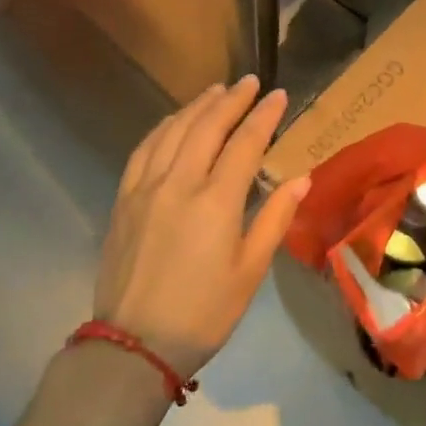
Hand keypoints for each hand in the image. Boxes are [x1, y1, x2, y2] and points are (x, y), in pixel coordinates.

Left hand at [95, 77, 310, 378]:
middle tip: (250, 82)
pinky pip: (144, 149)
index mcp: (216, 202)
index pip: (245, 143)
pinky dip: (163, 127)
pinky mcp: (125, 198)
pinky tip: (173, 120)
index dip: (264, 116)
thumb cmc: (203, 312)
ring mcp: (146, 188)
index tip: (278, 95)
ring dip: (197, 106)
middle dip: (232, 100)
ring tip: (216, 91)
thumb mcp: (250, 271)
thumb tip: (301, 178)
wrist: (135, 343)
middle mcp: (179, 183)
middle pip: (207, 126)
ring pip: (173, 130)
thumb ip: (274, 219)